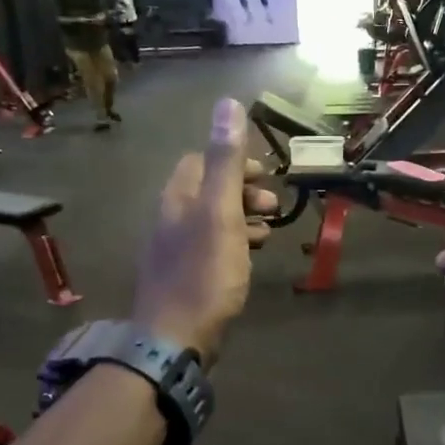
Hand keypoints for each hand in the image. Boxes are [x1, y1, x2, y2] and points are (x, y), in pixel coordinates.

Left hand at [132, 98, 279, 363]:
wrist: (174, 339)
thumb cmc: (203, 273)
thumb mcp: (220, 212)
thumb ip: (226, 161)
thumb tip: (227, 104)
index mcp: (177, 198)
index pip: (200, 160)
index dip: (233, 160)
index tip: (265, 174)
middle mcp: (171, 218)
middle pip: (208, 190)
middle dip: (243, 190)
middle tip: (273, 204)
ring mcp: (176, 250)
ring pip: (213, 220)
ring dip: (243, 217)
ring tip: (269, 231)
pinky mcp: (186, 277)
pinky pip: (213, 247)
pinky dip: (236, 243)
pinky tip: (251, 257)